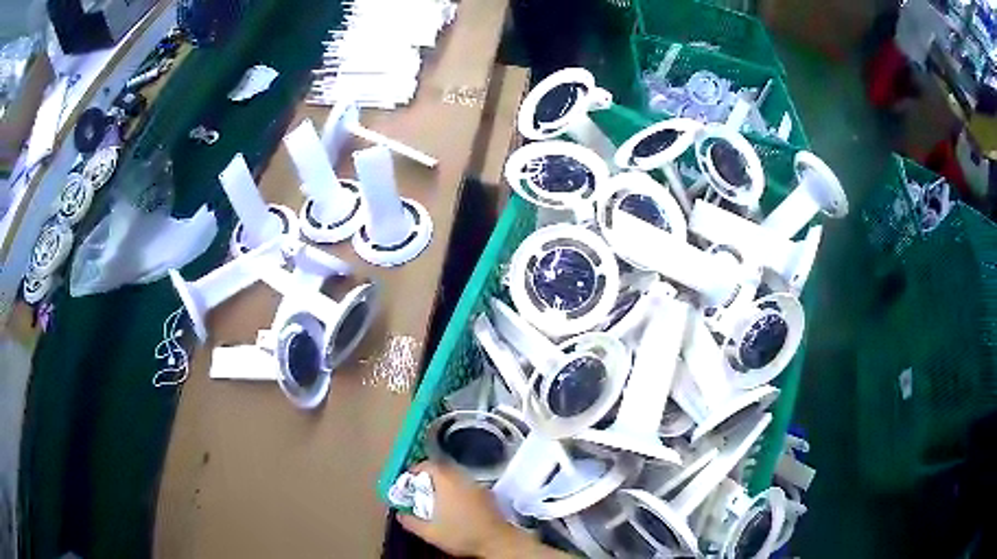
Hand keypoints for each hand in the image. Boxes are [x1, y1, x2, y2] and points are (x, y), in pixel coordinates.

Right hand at [396, 462, 511, 557]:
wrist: (496, 540)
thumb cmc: (460, 534)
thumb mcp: (429, 532)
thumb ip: (410, 521)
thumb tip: (399, 513)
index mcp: (446, 481)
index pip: (428, 465)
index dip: (415, 471)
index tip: (408, 482)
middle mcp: (462, 478)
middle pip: (442, 469)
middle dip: (429, 477)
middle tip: (420, 490)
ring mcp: (477, 485)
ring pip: (456, 476)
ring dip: (444, 483)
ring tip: (435, 498)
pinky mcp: (487, 494)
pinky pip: (467, 485)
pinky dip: (457, 489)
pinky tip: (454, 505)